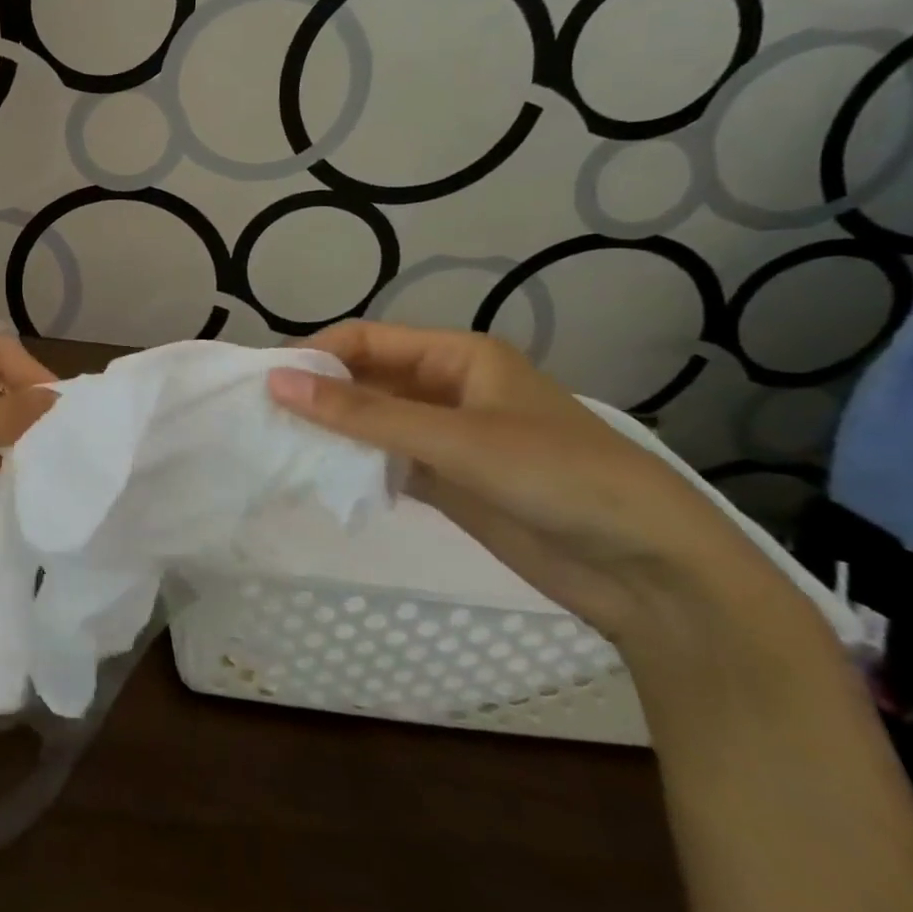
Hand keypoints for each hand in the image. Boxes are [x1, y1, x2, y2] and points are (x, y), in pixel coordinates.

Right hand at [266, 320, 786, 643]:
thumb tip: (277, 382)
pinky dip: (357, 466)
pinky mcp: (449, 480)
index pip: (366, 341)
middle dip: (319, 396)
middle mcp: (447, 388)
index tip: (264, 382)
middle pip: (366, 381)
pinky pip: (387, 460)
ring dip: (334, 433)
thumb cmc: (557, 476)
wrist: (650, 570)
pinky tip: (324, 479)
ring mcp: (447, 437)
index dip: (314, 356)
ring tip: (280, 448)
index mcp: (456, 356)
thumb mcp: (455, 439)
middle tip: (262, 419)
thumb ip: (363, 414)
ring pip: (373, 422)